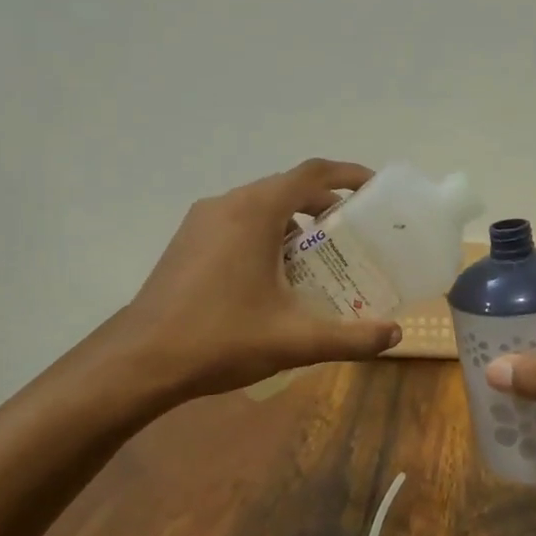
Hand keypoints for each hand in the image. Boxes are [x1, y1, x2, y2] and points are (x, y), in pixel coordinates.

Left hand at [100, 159, 402, 400]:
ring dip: (294, 223)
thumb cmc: (221, 339)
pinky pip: (238, 223)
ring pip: (260, 207)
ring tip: (320, 260)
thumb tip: (395, 337)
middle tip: (356, 236)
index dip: (349, 174)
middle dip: (325, 206)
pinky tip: (276, 277)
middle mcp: (227, 204)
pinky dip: (267, 235)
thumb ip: (351, 338)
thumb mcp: (295, 340)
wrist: (140, 361)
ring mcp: (202, 221)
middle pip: (287, 189)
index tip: (375, 189)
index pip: (312, 174)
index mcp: (255, 212)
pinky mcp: (187, 241)